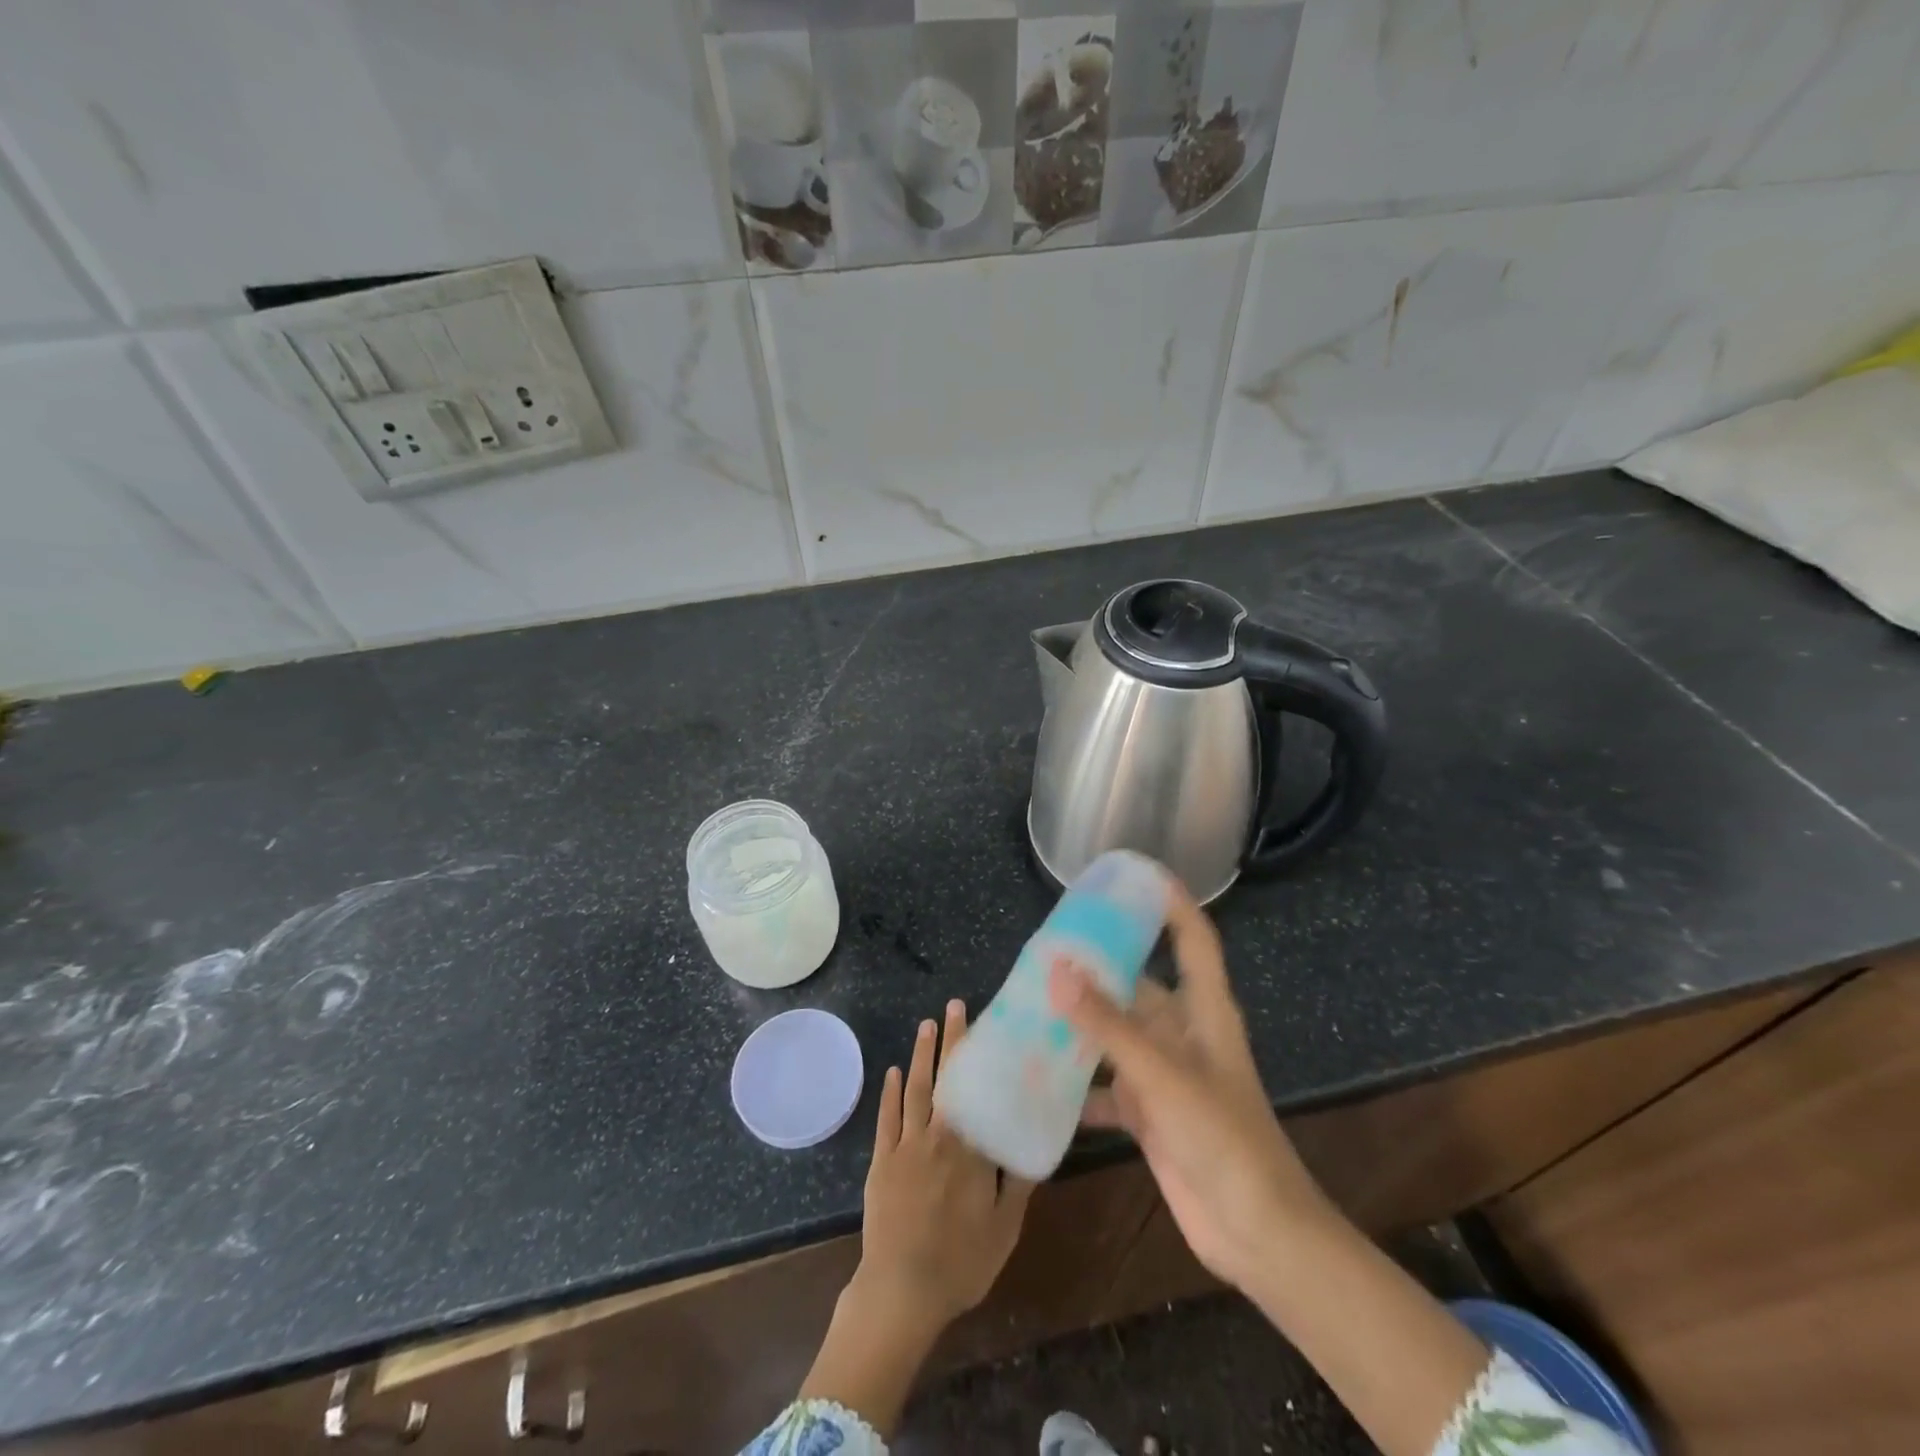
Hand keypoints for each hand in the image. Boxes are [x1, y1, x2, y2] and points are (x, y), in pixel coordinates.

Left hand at [799, 1001, 1033, 1435]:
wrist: (902, 1291)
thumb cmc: (961, 1263)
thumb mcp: (1005, 1228)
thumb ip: (1019, 1183)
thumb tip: (1034, 1143)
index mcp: (971, 1149)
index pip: (979, 1091)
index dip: (981, 1058)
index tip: (986, 1025)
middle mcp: (940, 1135)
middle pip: (946, 1079)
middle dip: (951, 1040)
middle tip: (954, 1006)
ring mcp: (907, 1145)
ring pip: (916, 1089)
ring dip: (922, 1055)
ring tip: (926, 1024)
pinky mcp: (882, 1159)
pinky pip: (887, 1117)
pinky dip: (891, 1092)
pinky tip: (894, 1070)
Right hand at [1050, 880, 1328, 1293]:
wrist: (1257, 1233)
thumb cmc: (1222, 1137)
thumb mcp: (1162, 1073)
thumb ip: (1108, 1023)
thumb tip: (1056, 968)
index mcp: (1204, 1010)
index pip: (1192, 937)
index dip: (1171, 901)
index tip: (1133, 874)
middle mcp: (1184, 1033)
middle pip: (1139, 984)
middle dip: (1098, 967)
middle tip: (1047, 948)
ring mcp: (1166, 1074)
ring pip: (1117, 1034)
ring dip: (1081, 1024)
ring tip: (1030, 1003)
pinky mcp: (1151, 1113)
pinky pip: (1107, 1085)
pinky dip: (1078, 1083)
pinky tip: (1038, 1078)